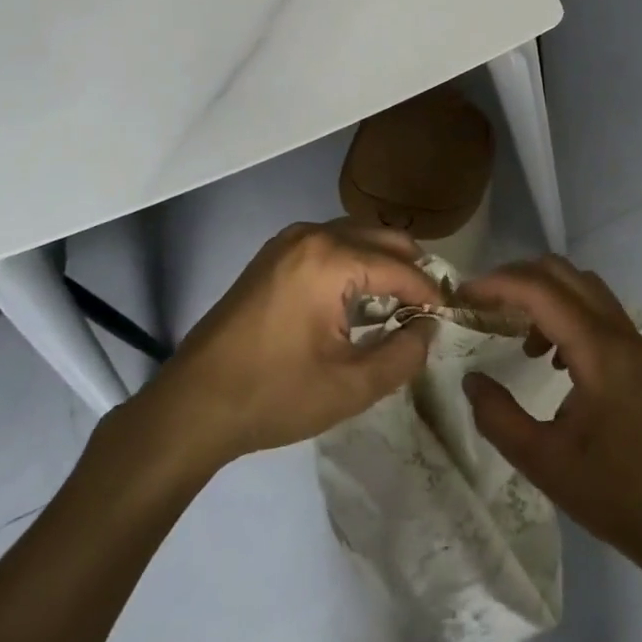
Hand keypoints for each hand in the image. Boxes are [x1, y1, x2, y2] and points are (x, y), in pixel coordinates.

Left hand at [105, 221, 440, 485]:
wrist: (191, 407)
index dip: (429, 292)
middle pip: (381, 238)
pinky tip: (359, 298)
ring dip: (383, 263)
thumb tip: (429, 328)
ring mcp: (288, 241)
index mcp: (331, 258)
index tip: (449, 315)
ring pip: (356, 237)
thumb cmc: (274, 396)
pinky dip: (355, 263)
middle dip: (411, 269)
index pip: (401, 267)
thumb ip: (404, 354)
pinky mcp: (273, 255)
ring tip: (400, 304)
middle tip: (429, 307)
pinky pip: (330, 244)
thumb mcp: (351, 386)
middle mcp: (311, 235)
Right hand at [458, 256, 641, 570]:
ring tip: (517, 336)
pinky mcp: (637, 354)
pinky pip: (596, 308)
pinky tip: (551, 358)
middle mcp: (618, 331)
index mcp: (598, 350)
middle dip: (517, 279)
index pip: (540, 290)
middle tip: (484, 306)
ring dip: (543, 294)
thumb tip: (471, 379)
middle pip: (562, 273)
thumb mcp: (543, 462)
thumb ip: (498, 416)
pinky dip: (565, 311)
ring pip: (581, 285)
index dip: (497, 284)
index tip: (463, 294)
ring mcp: (633, 340)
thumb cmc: (613, 493)